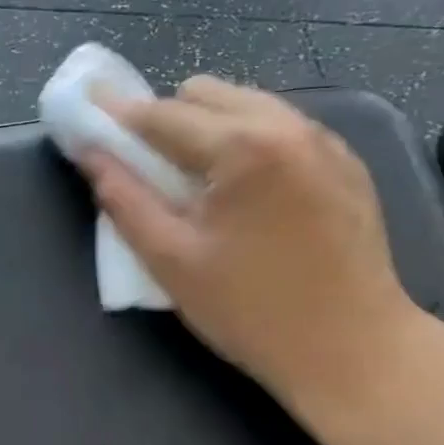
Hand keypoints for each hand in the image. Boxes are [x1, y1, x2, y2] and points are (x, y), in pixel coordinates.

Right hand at [82, 77, 424, 410]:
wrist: (355, 351)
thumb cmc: (252, 312)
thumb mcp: (172, 260)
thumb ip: (124, 199)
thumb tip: (90, 153)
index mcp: (243, 147)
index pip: (162, 114)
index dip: (118, 112)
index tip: (88, 104)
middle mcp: (288, 126)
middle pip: (206, 93)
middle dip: (167, 118)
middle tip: (151, 166)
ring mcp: (325, 141)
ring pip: (246, 103)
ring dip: (209, 126)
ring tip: (199, 180)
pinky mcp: (346, 162)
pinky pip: (280, 126)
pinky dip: (248, 140)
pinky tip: (247, 191)